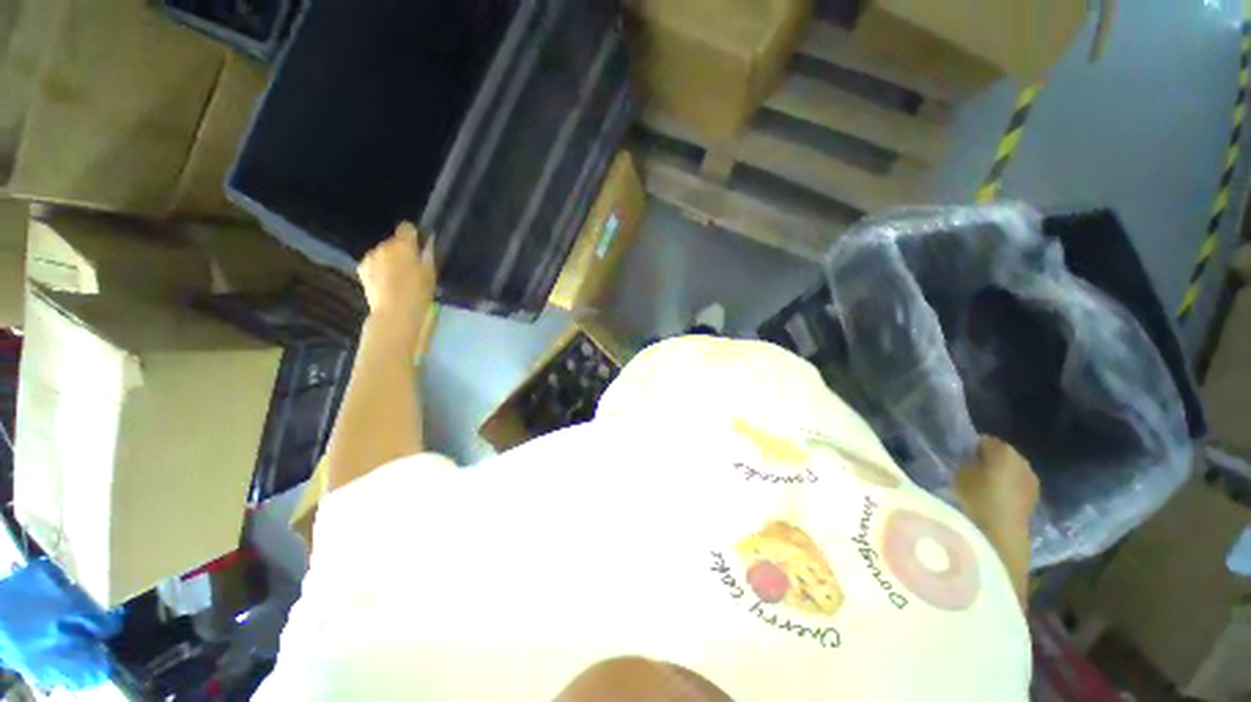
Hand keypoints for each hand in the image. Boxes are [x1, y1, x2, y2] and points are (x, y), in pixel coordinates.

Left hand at [358, 222, 436, 350]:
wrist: (394, 312)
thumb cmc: (418, 292)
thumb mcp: (430, 273)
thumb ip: (428, 255)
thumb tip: (427, 242)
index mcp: (403, 245)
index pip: (406, 228)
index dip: (414, 236)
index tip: (419, 248)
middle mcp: (384, 246)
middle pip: (394, 241)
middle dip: (401, 251)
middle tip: (412, 268)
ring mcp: (370, 257)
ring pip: (383, 252)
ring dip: (390, 260)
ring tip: (399, 278)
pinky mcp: (362, 269)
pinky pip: (374, 263)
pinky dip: (379, 269)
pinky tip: (387, 283)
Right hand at [953, 436, 1039, 528]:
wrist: (1001, 534)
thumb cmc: (975, 497)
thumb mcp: (960, 473)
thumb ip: (966, 461)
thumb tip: (970, 458)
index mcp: (1004, 449)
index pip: (984, 440)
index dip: (971, 448)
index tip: (960, 458)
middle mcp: (1023, 460)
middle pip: (1002, 455)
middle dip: (988, 461)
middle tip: (970, 472)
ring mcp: (1032, 480)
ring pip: (1012, 471)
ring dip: (1000, 476)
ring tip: (982, 487)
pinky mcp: (1034, 498)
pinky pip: (1017, 486)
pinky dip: (1007, 489)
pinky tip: (995, 499)